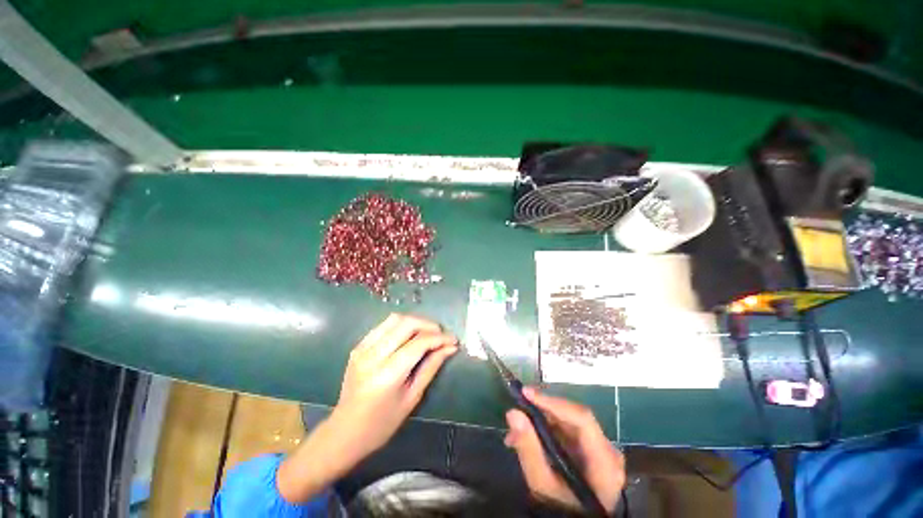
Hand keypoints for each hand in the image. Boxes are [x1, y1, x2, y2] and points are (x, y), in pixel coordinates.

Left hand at [331, 313, 457, 460]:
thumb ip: (431, 367)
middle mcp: (373, 355)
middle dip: (429, 325)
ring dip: (416, 321)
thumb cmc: (383, 423)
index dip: (439, 338)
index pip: (419, 343)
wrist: (345, 431)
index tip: (453, 340)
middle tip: (442, 335)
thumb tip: (450, 348)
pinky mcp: (359, 345)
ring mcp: (363, 348)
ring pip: (395, 319)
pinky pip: (384, 325)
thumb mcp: (412, 397)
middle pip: (407, 324)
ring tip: (428, 333)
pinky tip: (409, 335)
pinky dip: (401, 325)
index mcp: (387, 374)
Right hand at [505, 388, 624, 513]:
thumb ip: (529, 449)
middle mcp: (608, 450)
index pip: (581, 418)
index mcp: (604, 461)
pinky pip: (566, 430)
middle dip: (541, 412)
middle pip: (573, 417)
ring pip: (567, 422)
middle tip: (516, 411)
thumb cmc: (562, 509)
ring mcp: (601, 449)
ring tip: (515, 432)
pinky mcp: (591, 450)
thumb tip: (513, 413)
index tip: (526, 394)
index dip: (553, 402)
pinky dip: (545, 430)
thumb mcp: (542, 484)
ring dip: (540, 421)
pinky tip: (527, 437)